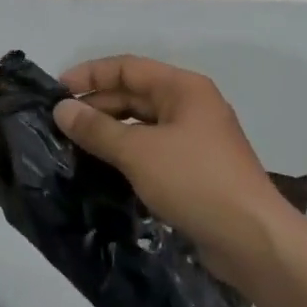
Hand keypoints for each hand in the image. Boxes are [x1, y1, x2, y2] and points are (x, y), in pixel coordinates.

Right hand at [53, 54, 282, 271]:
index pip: (127, 68)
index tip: (56, 91)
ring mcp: (195, 138)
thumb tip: (61, 109)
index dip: (90, 75)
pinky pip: (151, 149)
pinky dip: (126, 153)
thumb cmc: (194, 180)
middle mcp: (191, 106)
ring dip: (109, 131)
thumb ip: (96, 128)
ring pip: (142, 124)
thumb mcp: (138, 151)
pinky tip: (102, 167)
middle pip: (135, 94)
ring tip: (74, 145)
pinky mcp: (194, 169)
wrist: (251, 239)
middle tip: (60, 123)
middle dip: (97, 105)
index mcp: (183, 88)